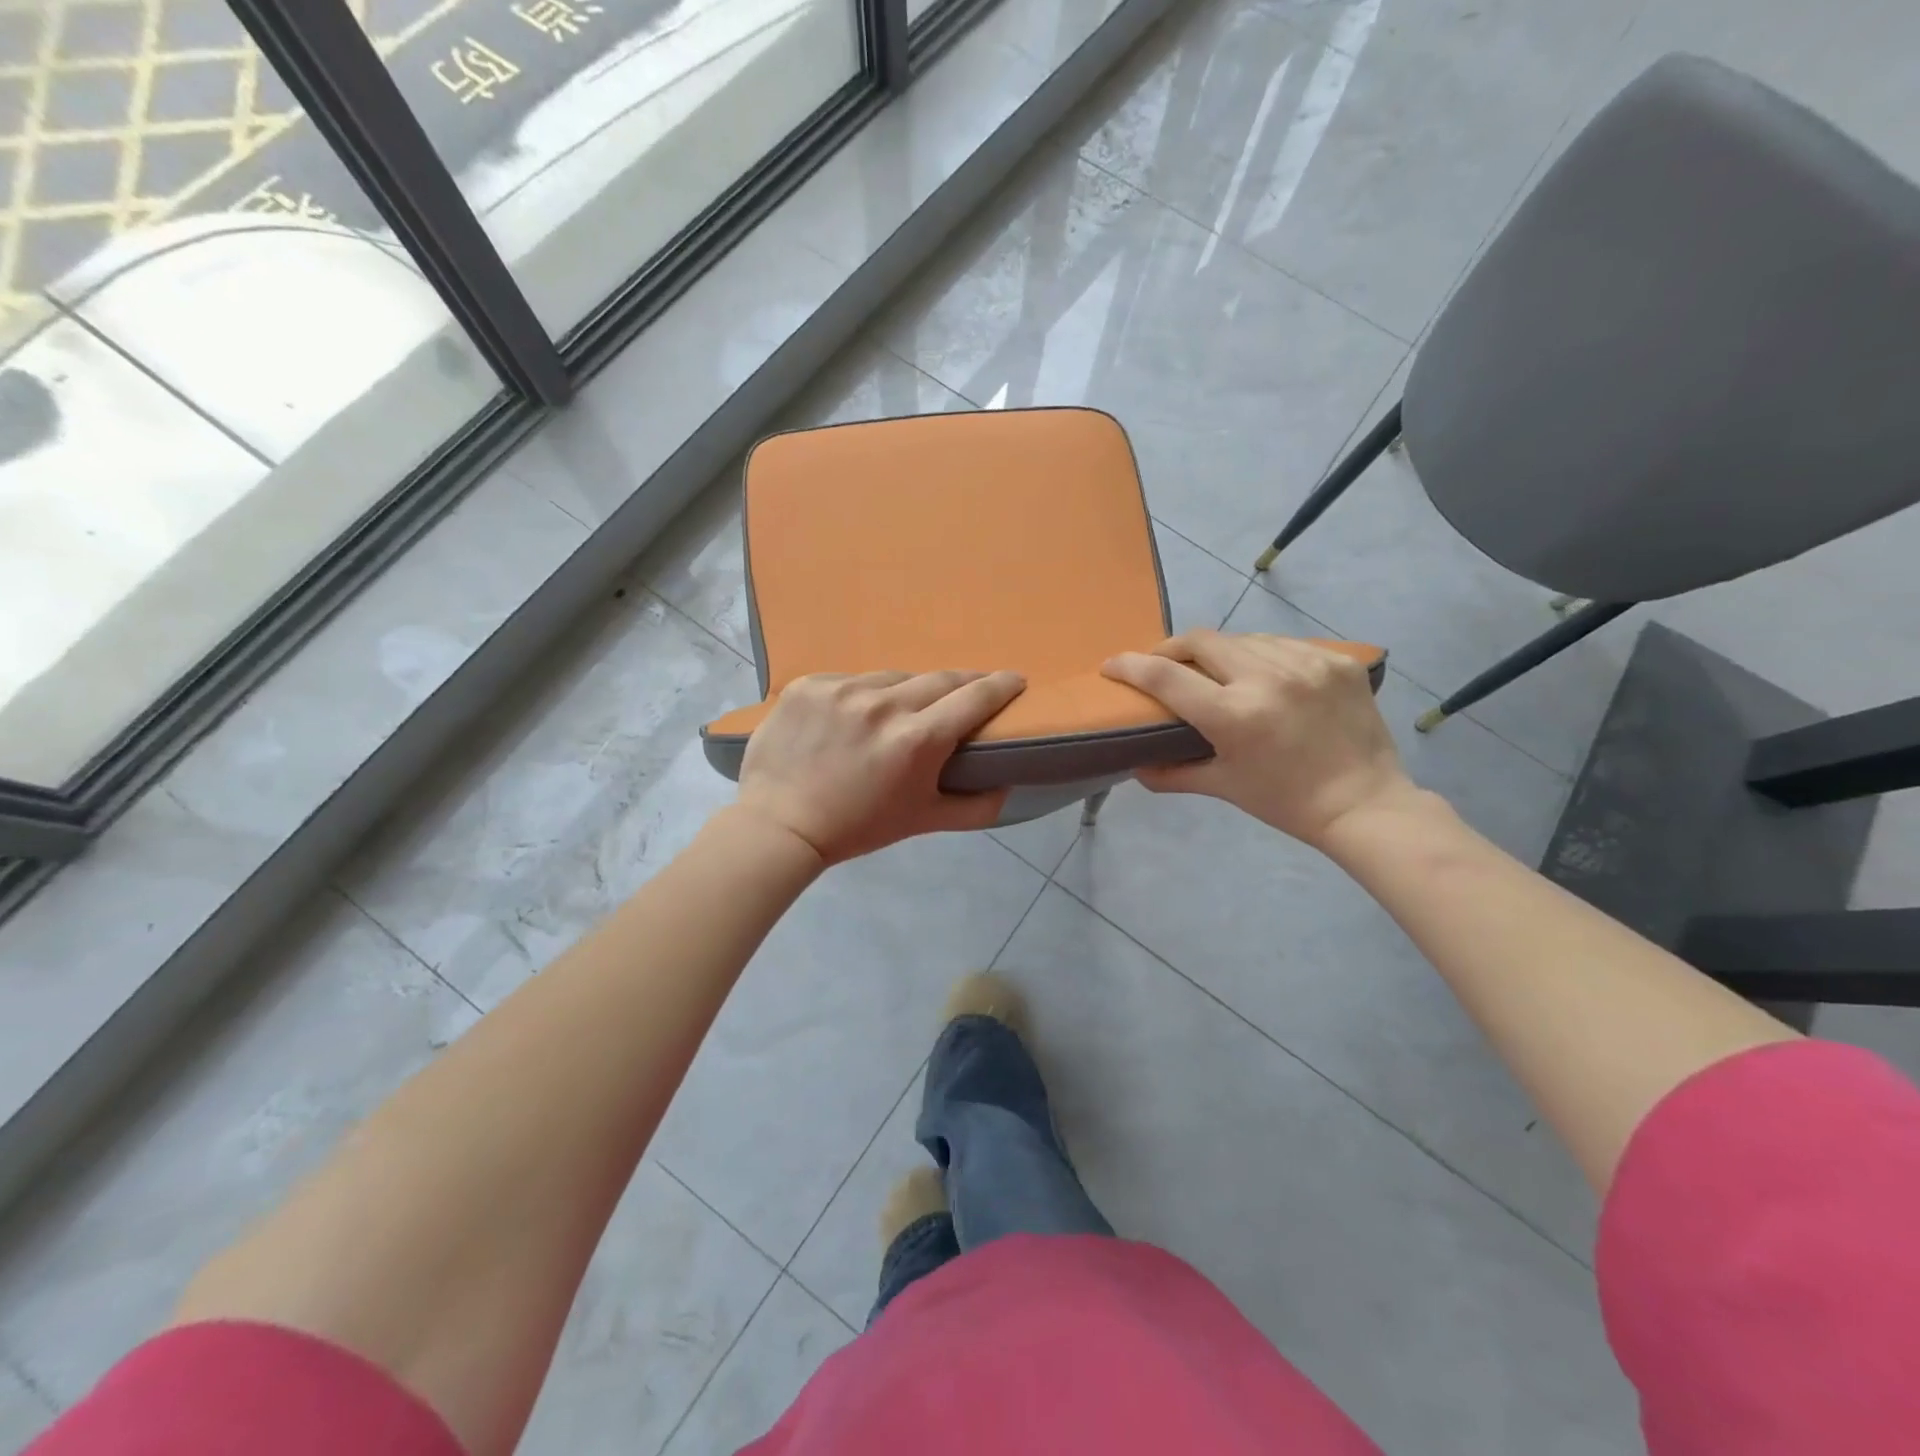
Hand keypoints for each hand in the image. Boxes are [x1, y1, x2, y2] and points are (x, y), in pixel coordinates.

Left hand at [735, 669, 1026, 865]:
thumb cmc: (858, 827)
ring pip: (892, 678)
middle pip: (939, 679)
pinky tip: (852, 717)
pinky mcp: (809, 684)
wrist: (779, 826)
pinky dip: (860, 695)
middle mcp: (883, 705)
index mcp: (917, 739)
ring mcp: (842, 689)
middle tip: (970, 690)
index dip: (1000, 685)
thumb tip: (1008, 785)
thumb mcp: (923, 821)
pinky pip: (850, 680)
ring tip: (900, 711)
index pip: (974, 698)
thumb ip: (976, 807)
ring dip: (905, 692)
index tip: (1015, 680)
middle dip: (962, 683)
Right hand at [1102, 630, 1417, 848]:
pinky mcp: (1337, 660)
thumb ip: (1172, 773)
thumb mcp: (1224, 787)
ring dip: (1219, 651)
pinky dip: (1262, 655)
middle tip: (1163, 663)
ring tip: (1216, 670)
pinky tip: (1263, 674)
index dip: (1130, 666)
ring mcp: (1307, 664)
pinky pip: (1283, 644)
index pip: (1166, 677)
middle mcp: (1267, 679)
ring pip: (1243, 639)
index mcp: (1234, 715)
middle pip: (1201, 640)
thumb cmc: (1286, 802)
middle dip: (1172, 648)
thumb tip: (1135, 765)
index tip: (1112, 664)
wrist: (1365, 804)